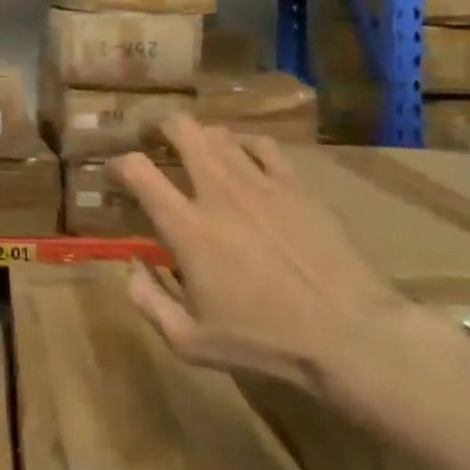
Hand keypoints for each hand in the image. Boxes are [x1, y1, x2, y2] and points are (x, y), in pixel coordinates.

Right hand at [110, 119, 417, 399]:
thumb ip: (147, 301)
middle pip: (180, 129)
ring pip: (220, 133)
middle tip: (154, 142)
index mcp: (187, 226)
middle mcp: (218, 192)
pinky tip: (244, 160)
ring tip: (198, 152)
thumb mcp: (190, 341)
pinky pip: (264, 146)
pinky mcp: (297, 186)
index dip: (118, 163)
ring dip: (200, 138)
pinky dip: (244, 145)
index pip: (136, 169)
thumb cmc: (266, 341)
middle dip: (159, 128)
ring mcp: (261, 183)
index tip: (117, 173)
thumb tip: (131, 266)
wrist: (352, 336)